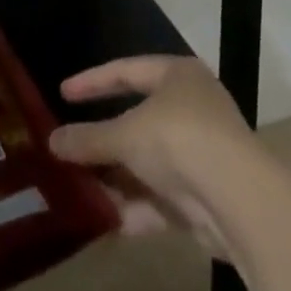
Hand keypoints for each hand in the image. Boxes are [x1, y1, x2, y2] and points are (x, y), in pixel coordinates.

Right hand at [48, 55, 257, 257]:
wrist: (239, 200)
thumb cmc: (179, 141)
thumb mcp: (126, 135)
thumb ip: (88, 139)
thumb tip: (51, 141)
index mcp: (177, 76)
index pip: (127, 70)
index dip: (92, 81)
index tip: (62, 93)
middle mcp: (192, 107)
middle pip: (138, 120)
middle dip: (103, 139)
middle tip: (68, 146)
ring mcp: (201, 153)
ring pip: (148, 162)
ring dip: (116, 177)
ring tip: (77, 188)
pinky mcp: (205, 196)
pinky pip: (160, 197)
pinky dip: (134, 207)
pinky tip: (103, 220)